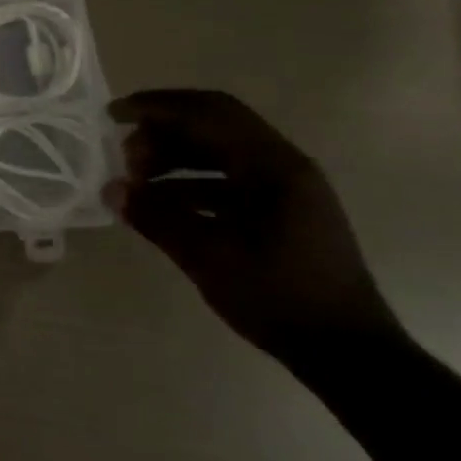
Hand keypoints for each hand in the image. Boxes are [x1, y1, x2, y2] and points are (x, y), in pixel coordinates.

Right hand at [103, 89, 403, 365]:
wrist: (349, 354)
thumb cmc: (279, 298)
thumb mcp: (209, 258)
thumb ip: (157, 218)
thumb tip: (110, 190)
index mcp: (273, 165)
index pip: (207, 112)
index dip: (157, 106)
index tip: (115, 115)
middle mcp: (283, 164)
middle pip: (214, 124)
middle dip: (164, 131)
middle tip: (124, 154)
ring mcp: (287, 187)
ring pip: (221, 152)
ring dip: (176, 157)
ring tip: (138, 180)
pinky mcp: (284, 210)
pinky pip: (231, 178)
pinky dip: (194, 181)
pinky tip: (164, 203)